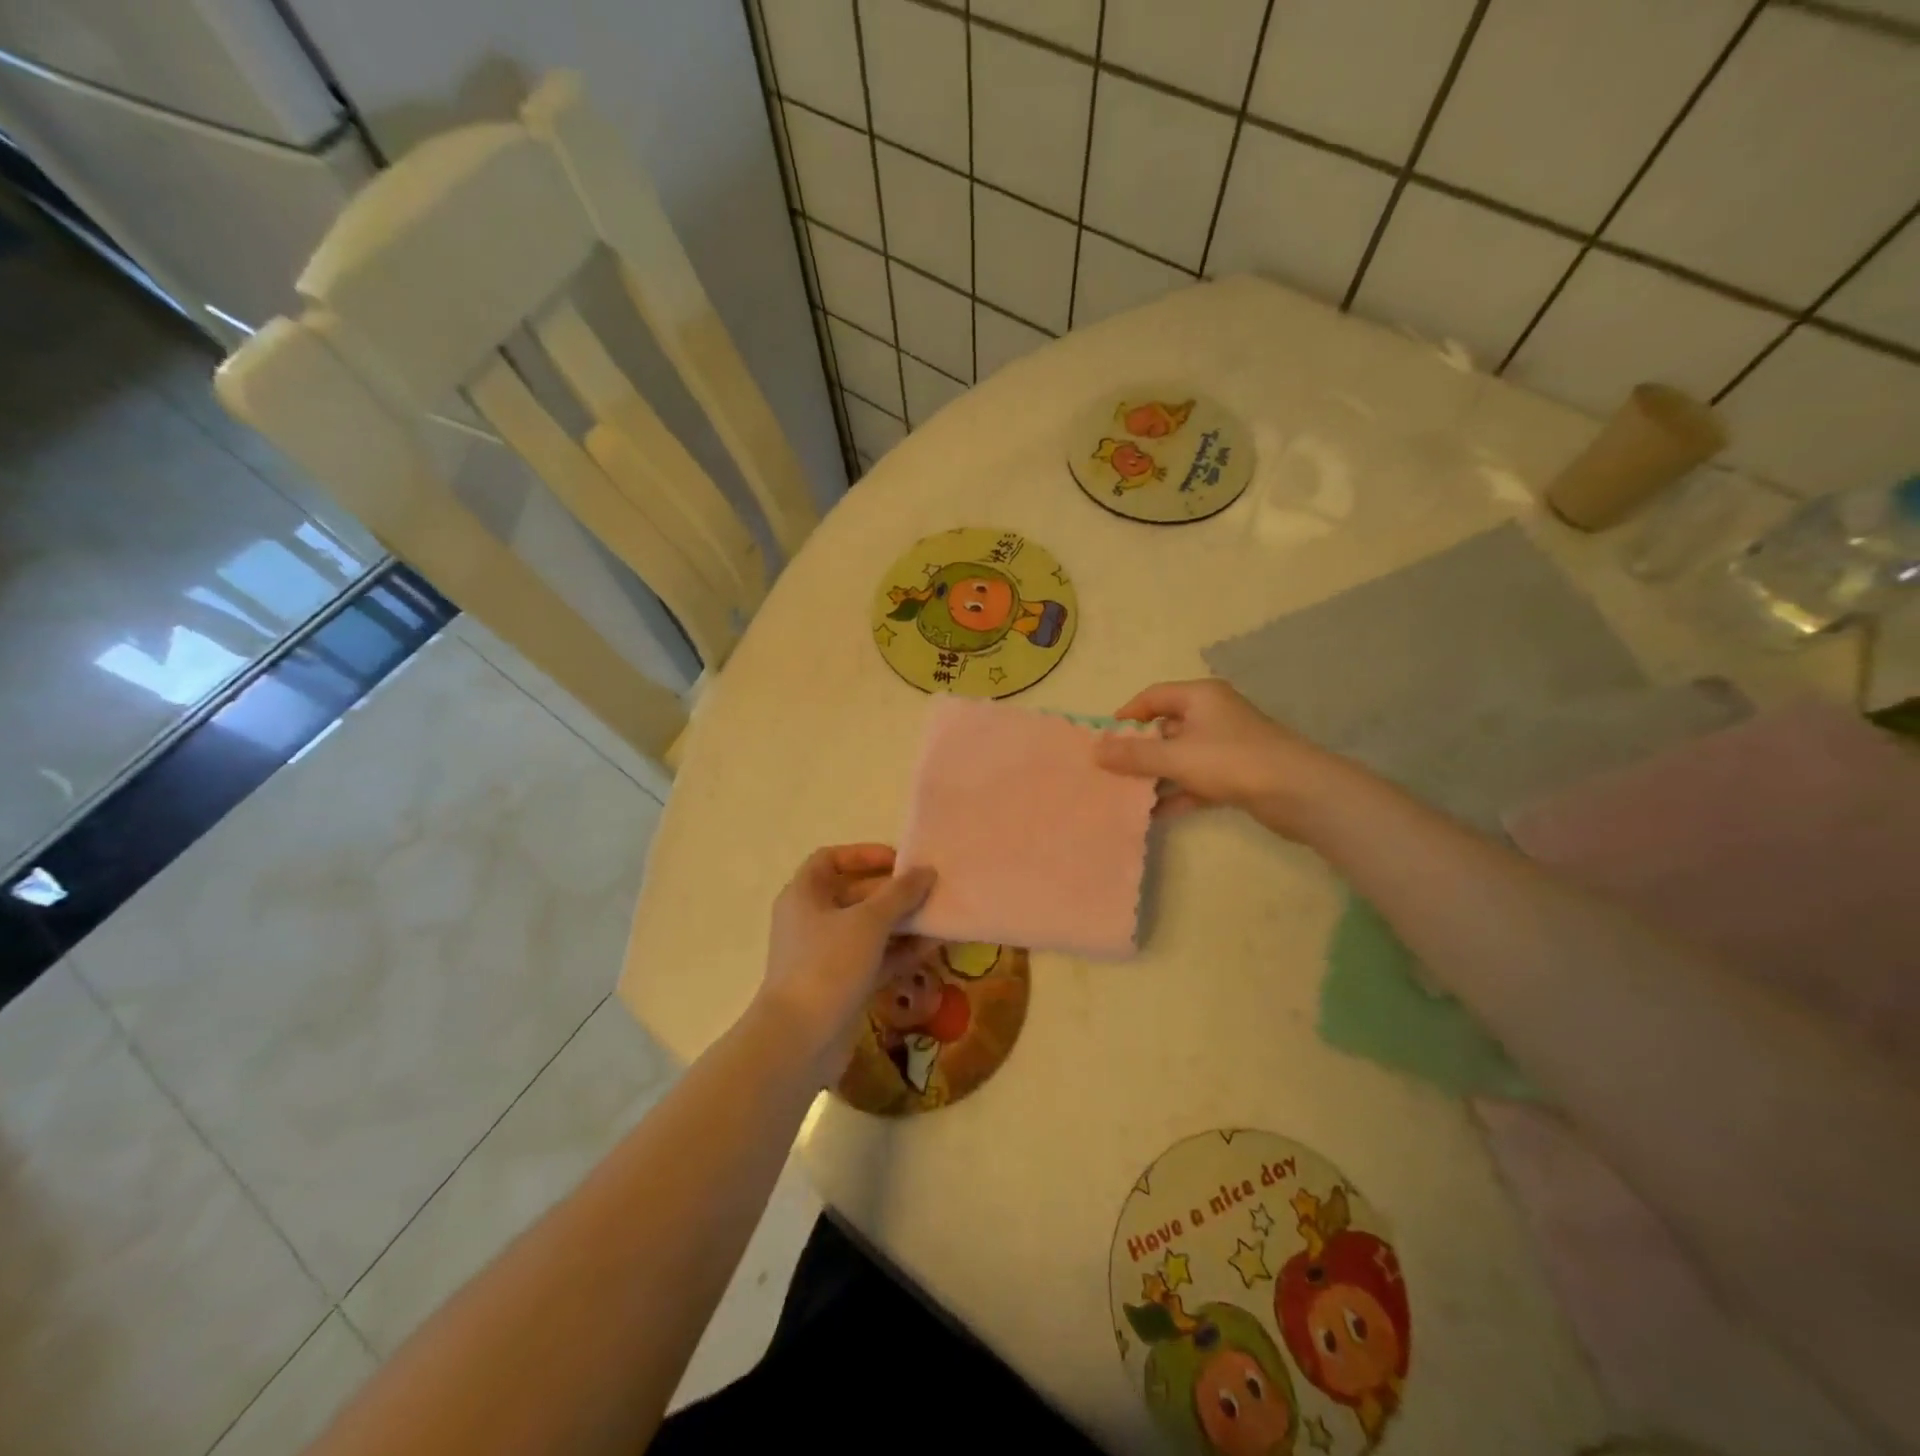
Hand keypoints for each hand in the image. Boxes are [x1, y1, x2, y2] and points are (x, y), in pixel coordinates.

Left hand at [757, 844, 935, 1072]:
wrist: (800, 1040)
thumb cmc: (828, 965)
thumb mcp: (868, 922)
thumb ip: (900, 894)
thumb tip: (926, 872)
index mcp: (804, 894)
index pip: (831, 859)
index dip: (864, 854)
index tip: (899, 860)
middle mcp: (811, 920)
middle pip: (855, 894)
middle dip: (892, 892)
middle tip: (929, 890)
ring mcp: (825, 955)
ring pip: (868, 929)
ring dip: (901, 923)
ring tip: (938, 918)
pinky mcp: (841, 984)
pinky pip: (874, 958)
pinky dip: (899, 952)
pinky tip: (931, 948)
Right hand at [1093, 679, 1353, 840]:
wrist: (1298, 793)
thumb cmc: (1232, 761)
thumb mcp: (1176, 757)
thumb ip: (1134, 756)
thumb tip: (1095, 751)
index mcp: (1200, 697)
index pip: (1153, 696)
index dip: (1127, 715)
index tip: (1104, 738)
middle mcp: (1213, 715)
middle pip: (1165, 727)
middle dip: (1139, 751)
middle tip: (1111, 771)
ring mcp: (1226, 746)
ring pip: (1180, 757)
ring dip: (1156, 776)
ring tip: (1127, 795)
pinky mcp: (1236, 774)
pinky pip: (1196, 780)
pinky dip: (1178, 793)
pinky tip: (1156, 814)